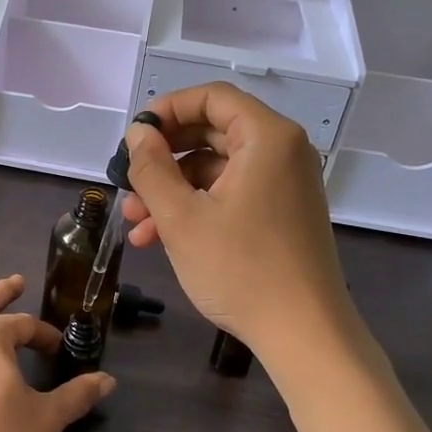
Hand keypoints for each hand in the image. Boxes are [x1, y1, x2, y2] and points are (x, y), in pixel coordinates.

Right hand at [120, 86, 362, 365]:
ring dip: (172, 190)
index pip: (212, 97)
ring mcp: (283, 185)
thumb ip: (152, 168)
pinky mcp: (280, 214)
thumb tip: (138, 135)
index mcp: (267, 138)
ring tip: (135, 222)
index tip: (134, 137)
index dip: (167, 109)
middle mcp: (282, 152)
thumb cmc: (240, 269)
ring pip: (216, 169)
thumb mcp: (181, 217)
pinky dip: (196, 208)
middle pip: (212, 133)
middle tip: (128, 181)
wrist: (303, 334)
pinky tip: (159, 238)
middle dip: (164, 158)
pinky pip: (231, 194)